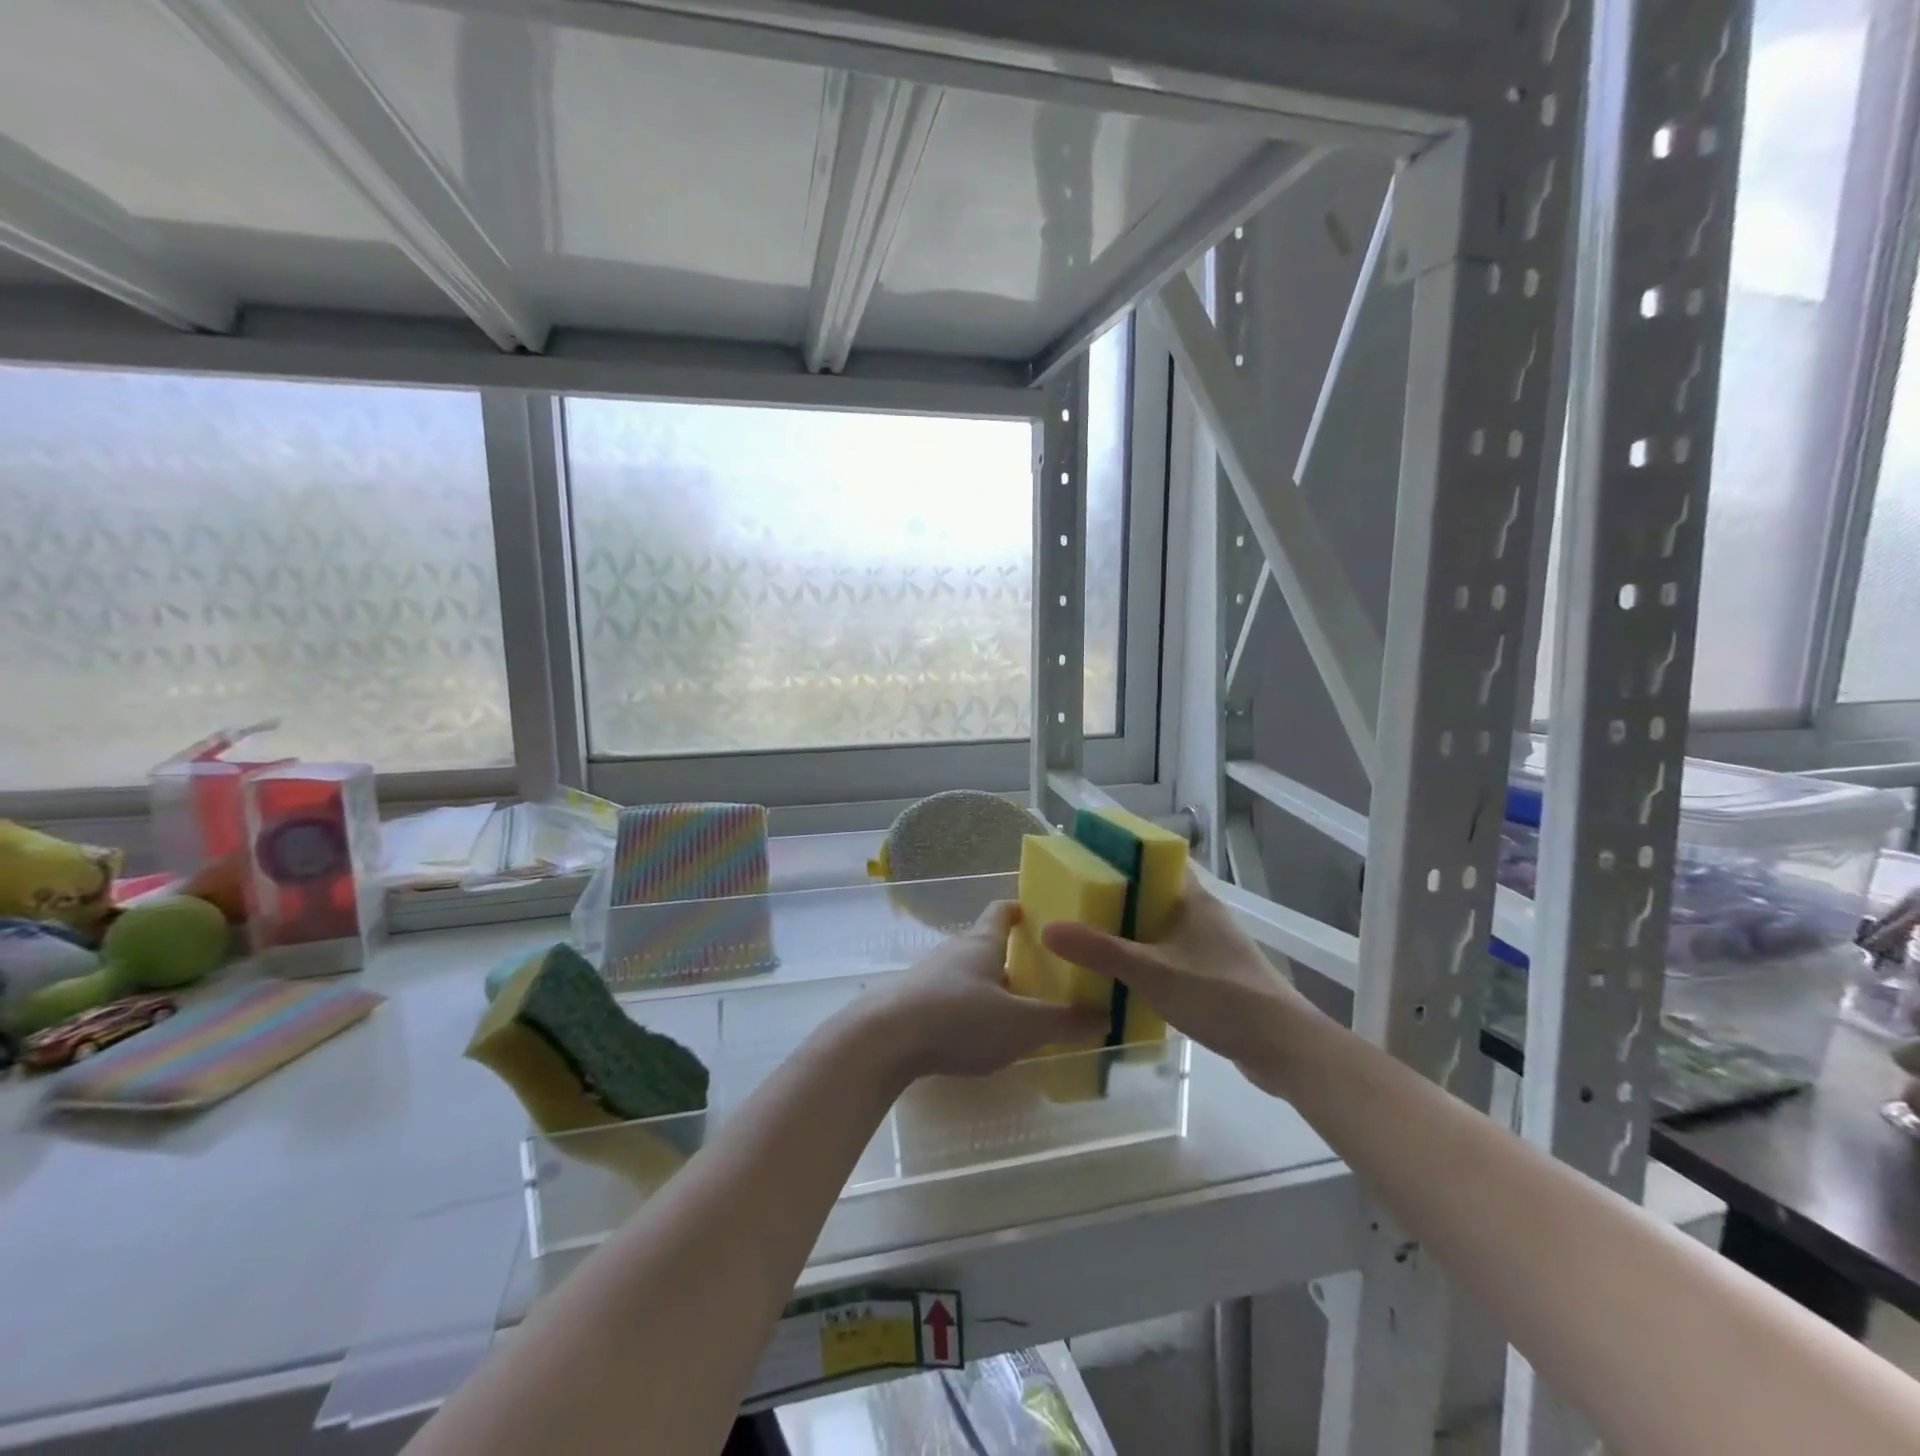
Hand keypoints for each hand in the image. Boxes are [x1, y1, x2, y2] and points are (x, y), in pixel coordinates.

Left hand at [864, 901, 1107, 1081]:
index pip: (1003, 911)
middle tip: (1045, 977)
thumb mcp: (1021, 1025)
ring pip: (969, 975)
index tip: (1042, 916)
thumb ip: (1063, 1022)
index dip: (1022, 910)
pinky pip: (950, 1000)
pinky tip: (979, 1038)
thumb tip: (1105, 1016)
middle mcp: (955, 951)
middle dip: (1014, 959)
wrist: (884, 1040)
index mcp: (982, 943)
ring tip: (1018, 1013)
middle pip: (987, 945)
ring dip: (991, 988)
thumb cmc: (959, 1018)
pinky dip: (969, 1011)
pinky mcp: (912, 1004)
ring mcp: (930, 977)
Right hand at [1041, 874, 1308, 1094]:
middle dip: (1117, 898)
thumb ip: (1100, 950)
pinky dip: (1147, 961)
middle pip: (1153, 895)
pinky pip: (1170, 957)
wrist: (1282, 1047)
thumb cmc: (1219, 994)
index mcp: (1193, 899)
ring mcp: (1211, 947)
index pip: (1156, 860)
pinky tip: (1123, 979)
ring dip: (1131, 933)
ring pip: (1161, 929)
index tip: (1087, 859)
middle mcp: (1202, 915)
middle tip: (1075, 905)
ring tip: (1089, 940)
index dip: (1123, 855)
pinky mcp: (1215, 977)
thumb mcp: (1151, 971)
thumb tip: (1047, 927)